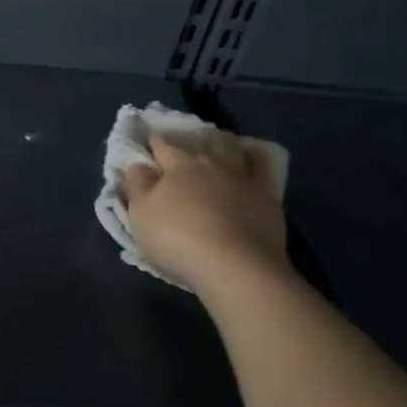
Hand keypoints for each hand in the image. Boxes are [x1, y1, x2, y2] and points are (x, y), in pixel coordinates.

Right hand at [122, 132, 291, 299]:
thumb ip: (137, 186)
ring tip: (222, 146)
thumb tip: (138, 165)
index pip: (163, 146)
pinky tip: (252, 167)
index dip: (154, 142)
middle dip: (193, 141)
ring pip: (236, 150)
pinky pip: (264, 170)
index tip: (149, 141)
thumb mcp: (141, 214)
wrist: (237, 266)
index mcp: (180, 164)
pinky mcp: (269, 199)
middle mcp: (213, 164)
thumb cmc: (178, 237)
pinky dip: (256, 162)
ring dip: (226, 145)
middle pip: (202, 143)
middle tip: (188, 145)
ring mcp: (244, 179)